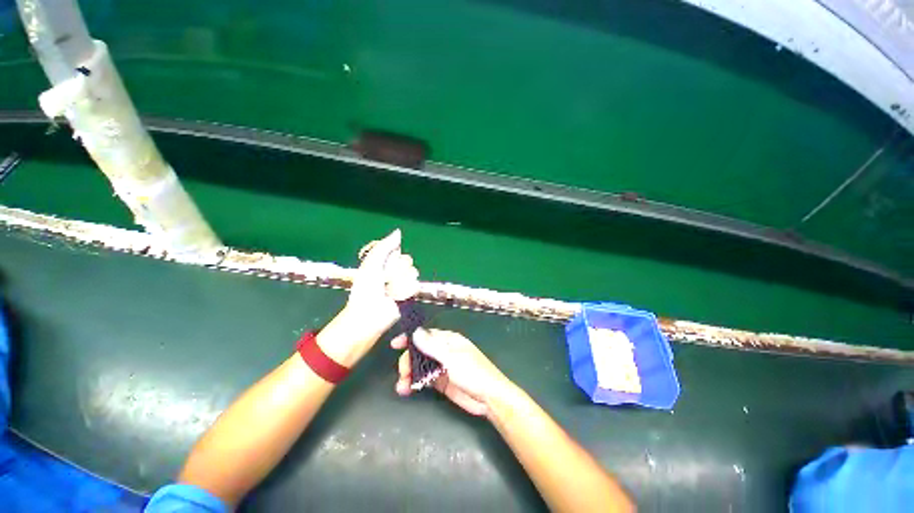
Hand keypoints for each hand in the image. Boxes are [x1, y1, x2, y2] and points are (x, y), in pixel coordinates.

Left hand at [343, 229, 419, 340]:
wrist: (369, 311)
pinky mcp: (410, 295)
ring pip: (412, 272)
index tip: (382, 266)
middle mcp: (397, 272)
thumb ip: (385, 246)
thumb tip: (399, 232)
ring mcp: (404, 283)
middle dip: (395, 269)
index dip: (392, 258)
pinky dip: (404, 290)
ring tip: (388, 290)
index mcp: (386, 263)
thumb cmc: (365, 287)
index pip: (399, 252)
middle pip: (407, 261)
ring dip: (398, 281)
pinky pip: (415, 285)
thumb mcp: (372, 262)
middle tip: (384, 279)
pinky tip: (395, 297)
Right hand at [392, 329, 513, 416]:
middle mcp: (443, 351)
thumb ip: (433, 347)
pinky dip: (414, 383)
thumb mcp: (452, 358)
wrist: (489, 399)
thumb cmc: (474, 373)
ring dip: (409, 374)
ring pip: (420, 366)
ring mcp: (442, 367)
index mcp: (449, 340)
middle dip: (409, 360)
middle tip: (403, 373)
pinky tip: (407, 390)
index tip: (395, 344)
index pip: (426, 335)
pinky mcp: (441, 382)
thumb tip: (415, 333)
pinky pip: (424, 379)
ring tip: (401, 386)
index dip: (410, 338)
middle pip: (420, 351)